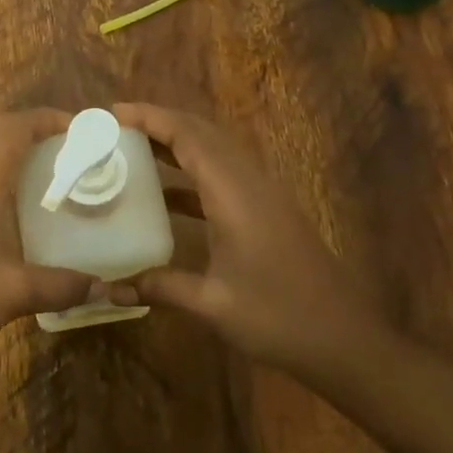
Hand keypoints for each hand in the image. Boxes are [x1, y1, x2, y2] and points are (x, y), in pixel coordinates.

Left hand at [0, 109, 93, 372]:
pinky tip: (2, 202)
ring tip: (40, 170)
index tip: (80, 129)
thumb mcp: (13, 293)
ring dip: (5, 146)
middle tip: (65, 148)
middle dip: (29, 128)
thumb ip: (61, 285)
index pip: (16, 126)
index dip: (48, 119)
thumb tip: (101, 287)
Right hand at [107, 102, 387, 381]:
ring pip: (214, 150)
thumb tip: (108, 288)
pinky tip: (165, 195)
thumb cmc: (279, 318)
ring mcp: (262, 194)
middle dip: (158, 122)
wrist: (344, 339)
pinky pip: (222, 173)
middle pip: (201, 132)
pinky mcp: (267, 209)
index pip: (188, 136)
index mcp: (234, 193)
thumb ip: (160, 287)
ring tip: (132, 149)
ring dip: (175, 142)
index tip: (112, 112)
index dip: (150, 117)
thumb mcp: (212, 304)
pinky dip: (191, 171)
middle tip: (114, 128)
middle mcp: (249, 181)